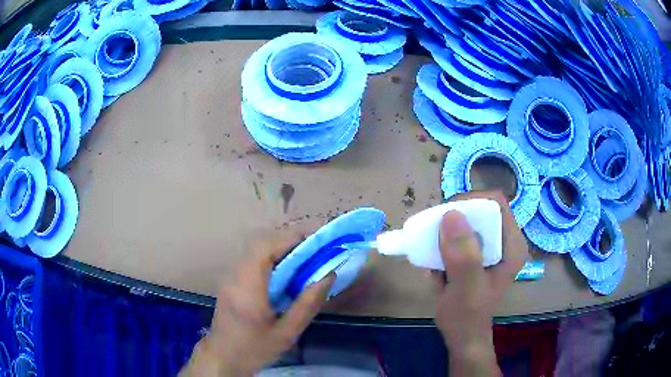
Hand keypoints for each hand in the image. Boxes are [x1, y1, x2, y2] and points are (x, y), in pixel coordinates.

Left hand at [180, 234, 334, 376]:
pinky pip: (252, 261)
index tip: (317, 243)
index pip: (266, 248)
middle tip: (314, 252)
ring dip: (280, 250)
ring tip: (304, 261)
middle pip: (260, 244)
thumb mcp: (286, 333)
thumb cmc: (254, 348)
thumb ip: (307, 304)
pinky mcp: (231, 282)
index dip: (291, 239)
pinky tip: (285, 275)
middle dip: (289, 243)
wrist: (222, 358)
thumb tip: (328, 275)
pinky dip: (272, 260)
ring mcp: (230, 277)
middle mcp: (235, 275)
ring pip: (256, 251)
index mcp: (247, 287)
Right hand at [431, 190, 527, 375]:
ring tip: (431, 247)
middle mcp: (504, 241)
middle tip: (433, 231)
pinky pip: (460, 234)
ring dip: (446, 229)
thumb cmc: (467, 316)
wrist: (462, 335)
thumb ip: (463, 256)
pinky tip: (435, 259)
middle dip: (455, 216)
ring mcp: (491, 247)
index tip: (444, 216)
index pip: (495, 204)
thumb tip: (450, 215)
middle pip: (480, 209)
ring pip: (468, 220)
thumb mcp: (466, 288)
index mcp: (512, 245)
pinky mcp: (477, 253)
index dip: (470, 202)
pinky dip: (444, 241)